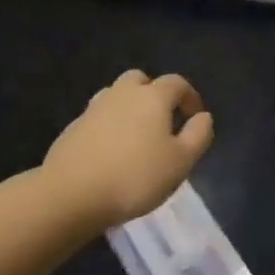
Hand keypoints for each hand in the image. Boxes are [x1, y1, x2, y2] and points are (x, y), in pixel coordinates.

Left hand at [42, 70, 214, 229]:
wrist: (71, 194)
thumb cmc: (135, 177)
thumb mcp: (181, 162)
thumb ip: (198, 135)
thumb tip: (203, 117)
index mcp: (152, 97)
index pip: (177, 83)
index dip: (190, 97)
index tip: (195, 118)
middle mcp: (122, 94)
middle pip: (141, 80)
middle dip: (154, 94)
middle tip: (163, 121)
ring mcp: (93, 109)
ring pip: (116, 96)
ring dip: (129, 108)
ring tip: (136, 137)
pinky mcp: (73, 128)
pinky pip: (98, 117)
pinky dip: (109, 126)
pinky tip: (111, 152)